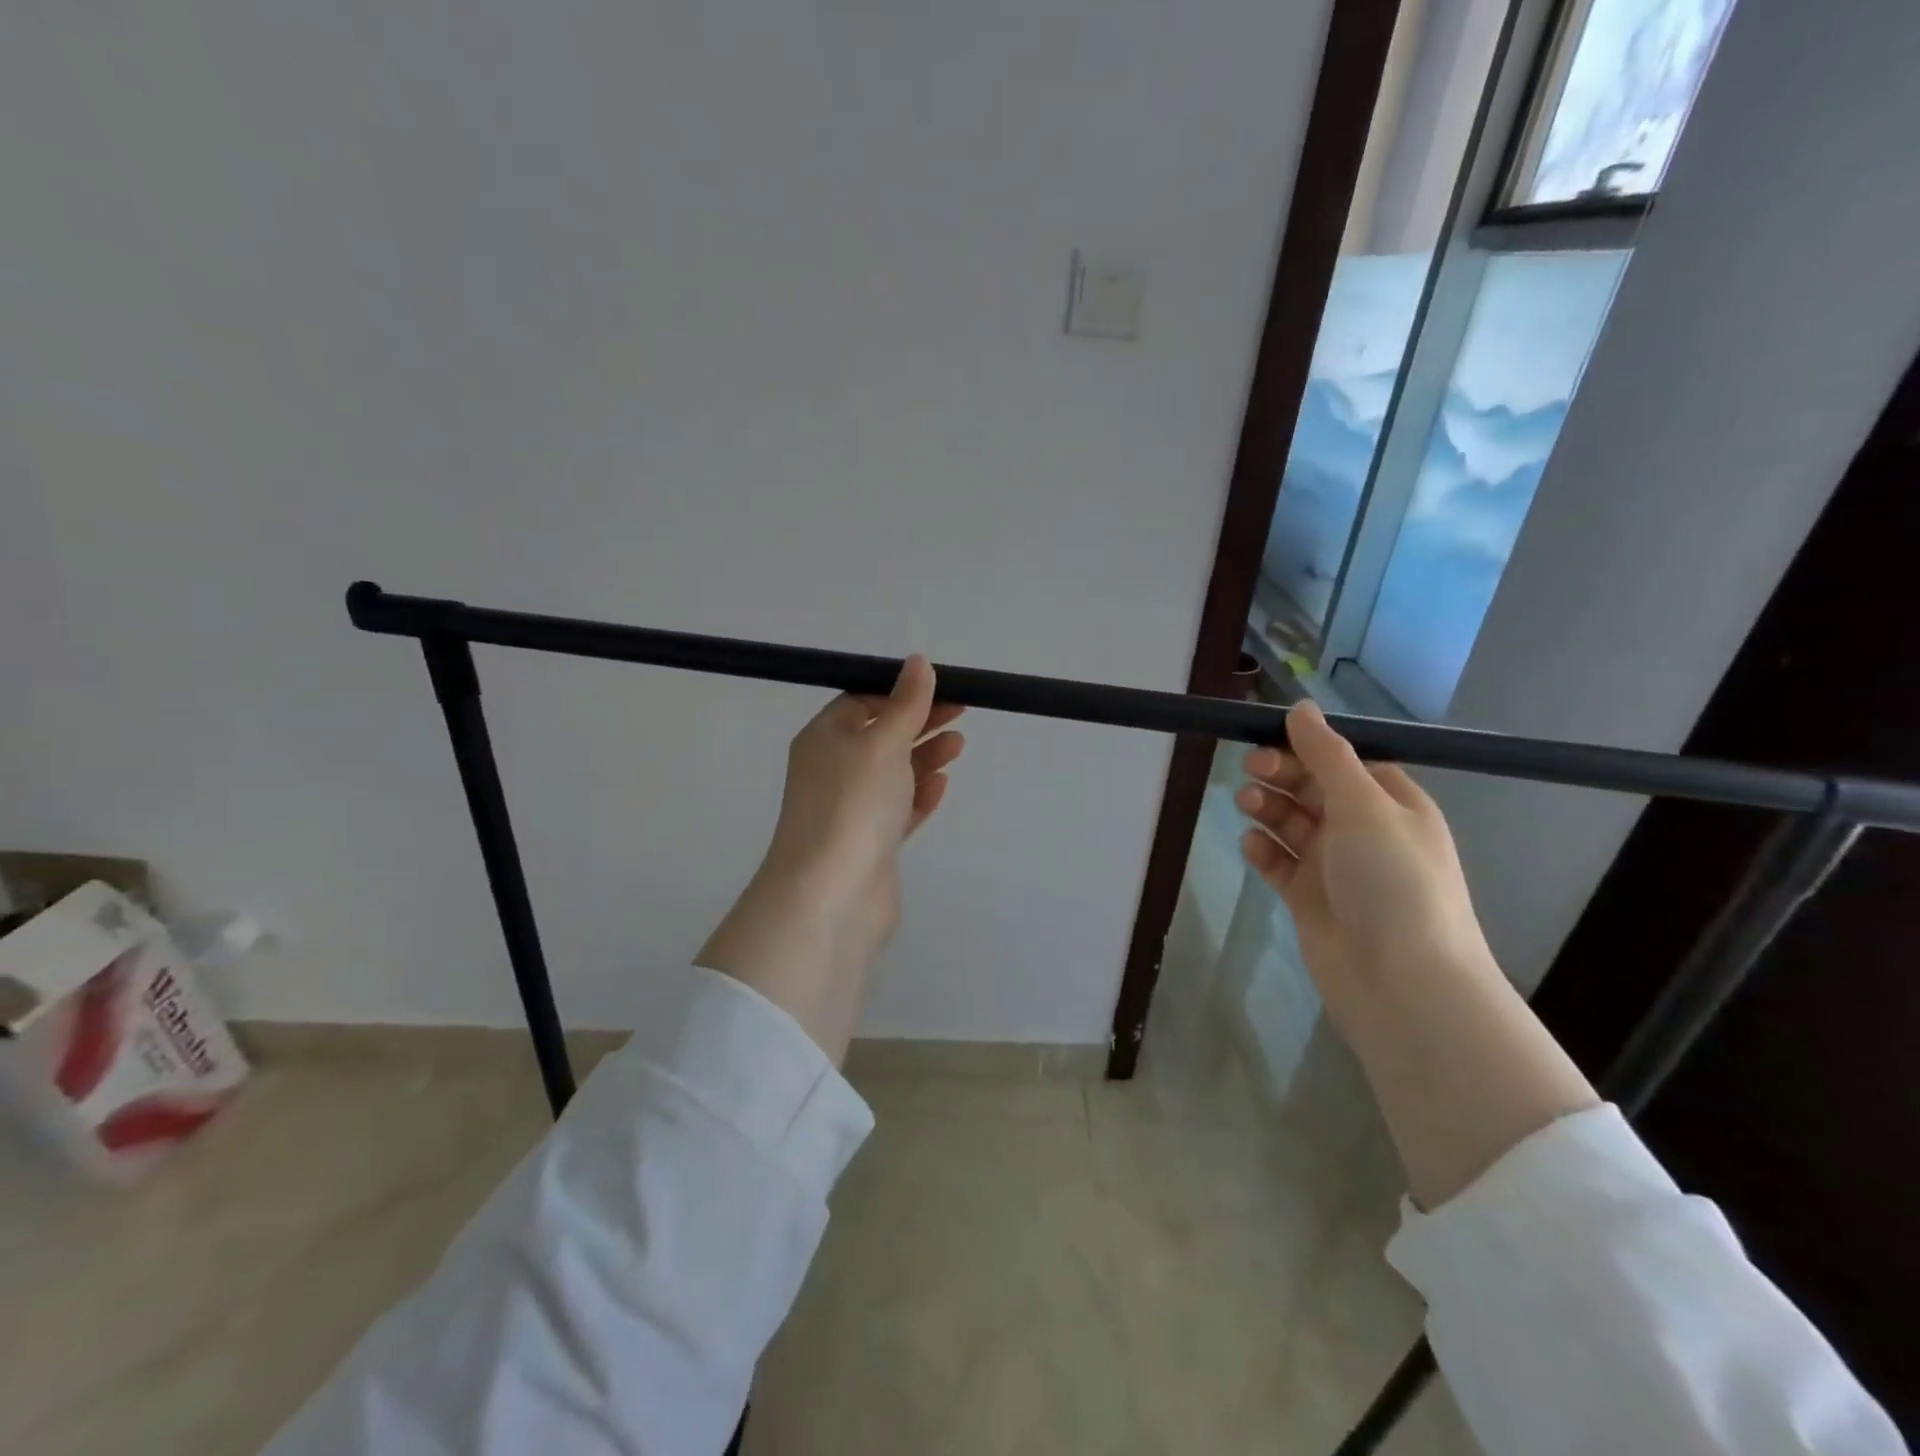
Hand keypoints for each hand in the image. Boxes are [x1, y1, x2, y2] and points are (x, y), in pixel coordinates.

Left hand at [697, 656, 963, 1062]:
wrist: (831, 893)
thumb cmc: (853, 803)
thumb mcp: (882, 742)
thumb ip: (906, 703)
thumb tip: (918, 662)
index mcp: (824, 737)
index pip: (862, 701)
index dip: (901, 691)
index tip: (941, 688)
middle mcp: (833, 770)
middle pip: (881, 735)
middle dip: (920, 722)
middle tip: (961, 713)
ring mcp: (851, 809)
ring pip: (893, 773)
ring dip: (924, 756)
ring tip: (958, 745)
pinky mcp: (869, 843)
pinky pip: (897, 810)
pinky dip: (919, 795)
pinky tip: (941, 785)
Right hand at [1235, 700, 1494, 1031]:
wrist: (1402, 984)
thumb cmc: (1393, 882)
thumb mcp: (1364, 806)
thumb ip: (1327, 755)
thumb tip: (1301, 707)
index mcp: (1392, 804)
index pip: (1345, 762)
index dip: (1308, 747)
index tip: (1270, 737)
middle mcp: (1365, 832)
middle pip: (1313, 789)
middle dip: (1281, 775)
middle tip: (1251, 769)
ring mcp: (1336, 867)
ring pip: (1292, 824)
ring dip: (1268, 809)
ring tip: (1246, 806)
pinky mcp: (1309, 898)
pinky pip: (1279, 863)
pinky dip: (1263, 850)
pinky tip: (1252, 846)